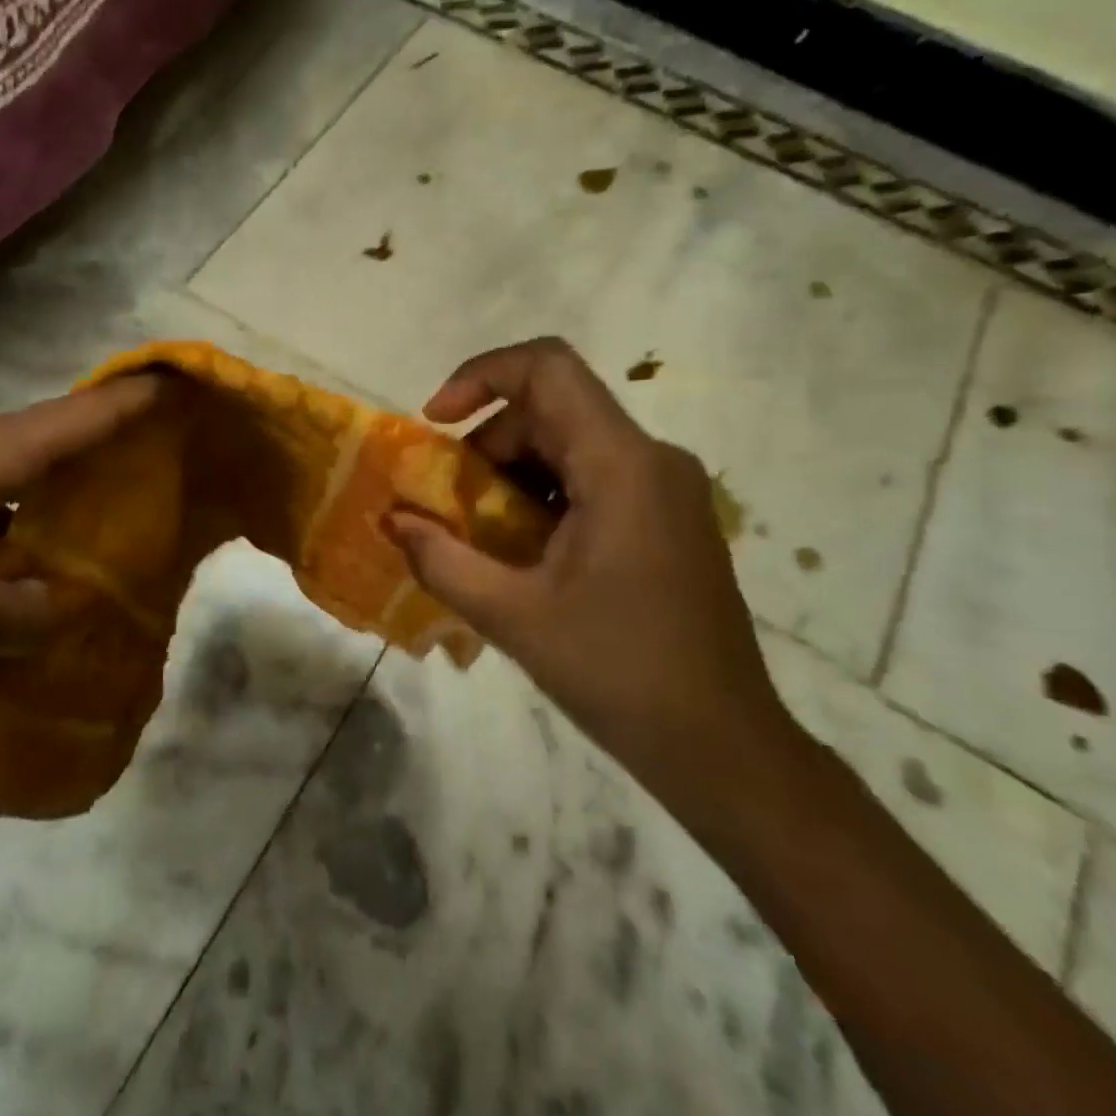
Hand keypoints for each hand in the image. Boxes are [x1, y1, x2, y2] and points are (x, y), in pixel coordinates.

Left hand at [0, 377, 158, 668]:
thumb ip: (22, 616)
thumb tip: (70, 613)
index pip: (84, 415)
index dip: (137, 399)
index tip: (187, 386)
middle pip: (58, 436)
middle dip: (114, 444)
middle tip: (167, 464)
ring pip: (19, 474)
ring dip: (65, 490)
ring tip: (111, 519)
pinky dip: (18, 524)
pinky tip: (24, 565)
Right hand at [387, 338, 789, 801]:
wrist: (722, 747)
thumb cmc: (619, 674)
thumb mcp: (513, 616)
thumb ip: (442, 560)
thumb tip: (392, 521)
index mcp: (621, 466)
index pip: (548, 368)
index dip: (480, 376)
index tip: (434, 423)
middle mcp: (651, 459)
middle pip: (552, 409)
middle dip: (486, 443)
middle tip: (447, 504)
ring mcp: (665, 489)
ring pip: (569, 443)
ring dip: (510, 473)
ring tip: (478, 535)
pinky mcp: (667, 518)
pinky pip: (591, 478)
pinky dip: (542, 496)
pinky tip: (521, 553)